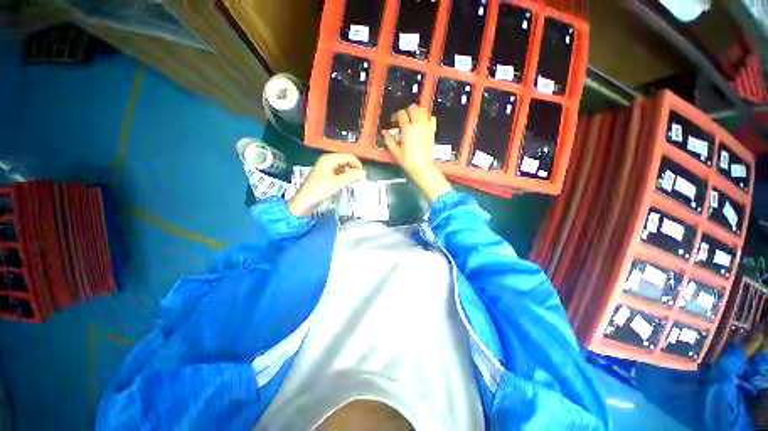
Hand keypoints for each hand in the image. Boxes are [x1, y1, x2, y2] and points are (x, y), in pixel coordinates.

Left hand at [288, 153, 364, 216]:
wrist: (304, 202)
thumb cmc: (319, 190)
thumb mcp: (337, 182)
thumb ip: (351, 176)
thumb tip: (363, 172)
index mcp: (329, 159)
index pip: (348, 156)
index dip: (357, 164)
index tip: (363, 174)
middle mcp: (327, 161)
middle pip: (346, 161)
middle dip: (354, 169)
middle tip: (361, 179)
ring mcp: (326, 169)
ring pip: (343, 168)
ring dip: (350, 174)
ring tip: (356, 182)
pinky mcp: (326, 177)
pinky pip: (339, 174)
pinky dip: (345, 178)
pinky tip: (348, 184)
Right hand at [381, 104, 451, 201]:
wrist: (422, 168)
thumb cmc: (408, 162)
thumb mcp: (395, 152)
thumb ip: (389, 140)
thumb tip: (384, 133)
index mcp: (408, 130)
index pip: (401, 114)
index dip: (395, 116)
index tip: (394, 123)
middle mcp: (418, 126)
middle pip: (413, 108)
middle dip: (406, 111)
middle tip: (403, 119)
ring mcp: (426, 127)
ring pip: (423, 110)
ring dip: (417, 111)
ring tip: (412, 119)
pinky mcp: (432, 131)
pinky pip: (432, 118)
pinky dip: (427, 117)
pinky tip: (422, 123)